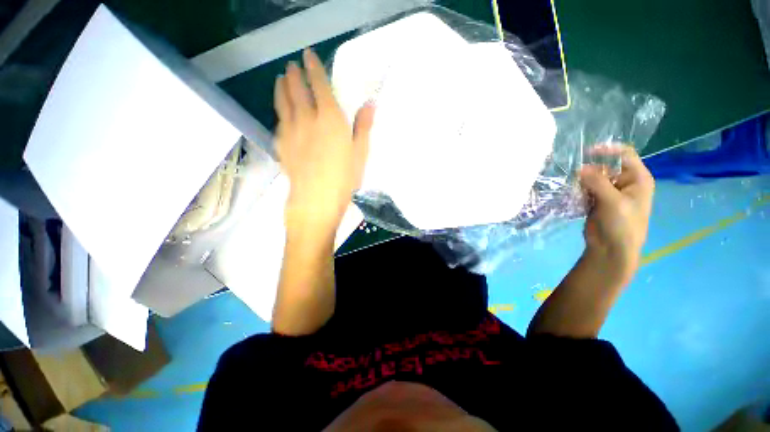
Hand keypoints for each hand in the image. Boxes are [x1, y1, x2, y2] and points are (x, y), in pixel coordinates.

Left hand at [274, 48, 374, 234]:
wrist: (316, 201)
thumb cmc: (344, 179)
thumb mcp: (360, 154)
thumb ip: (363, 127)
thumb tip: (370, 104)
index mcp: (331, 119)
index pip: (318, 84)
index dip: (313, 67)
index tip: (308, 56)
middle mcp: (307, 118)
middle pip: (296, 88)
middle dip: (294, 74)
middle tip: (292, 66)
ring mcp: (290, 130)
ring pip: (282, 101)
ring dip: (281, 87)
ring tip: (280, 80)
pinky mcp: (281, 144)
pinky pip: (278, 121)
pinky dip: (280, 111)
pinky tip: (282, 113)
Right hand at [579, 145, 654, 284]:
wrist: (612, 248)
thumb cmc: (622, 224)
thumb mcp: (613, 201)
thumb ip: (597, 182)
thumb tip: (579, 168)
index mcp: (637, 179)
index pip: (625, 155)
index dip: (608, 150)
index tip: (587, 152)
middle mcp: (624, 182)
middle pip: (605, 167)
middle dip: (590, 170)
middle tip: (575, 178)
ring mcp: (609, 192)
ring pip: (592, 179)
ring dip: (582, 182)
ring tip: (573, 189)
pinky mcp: (597, 201)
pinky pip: (586, 190)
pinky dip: (578, 191)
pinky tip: (573, 196)